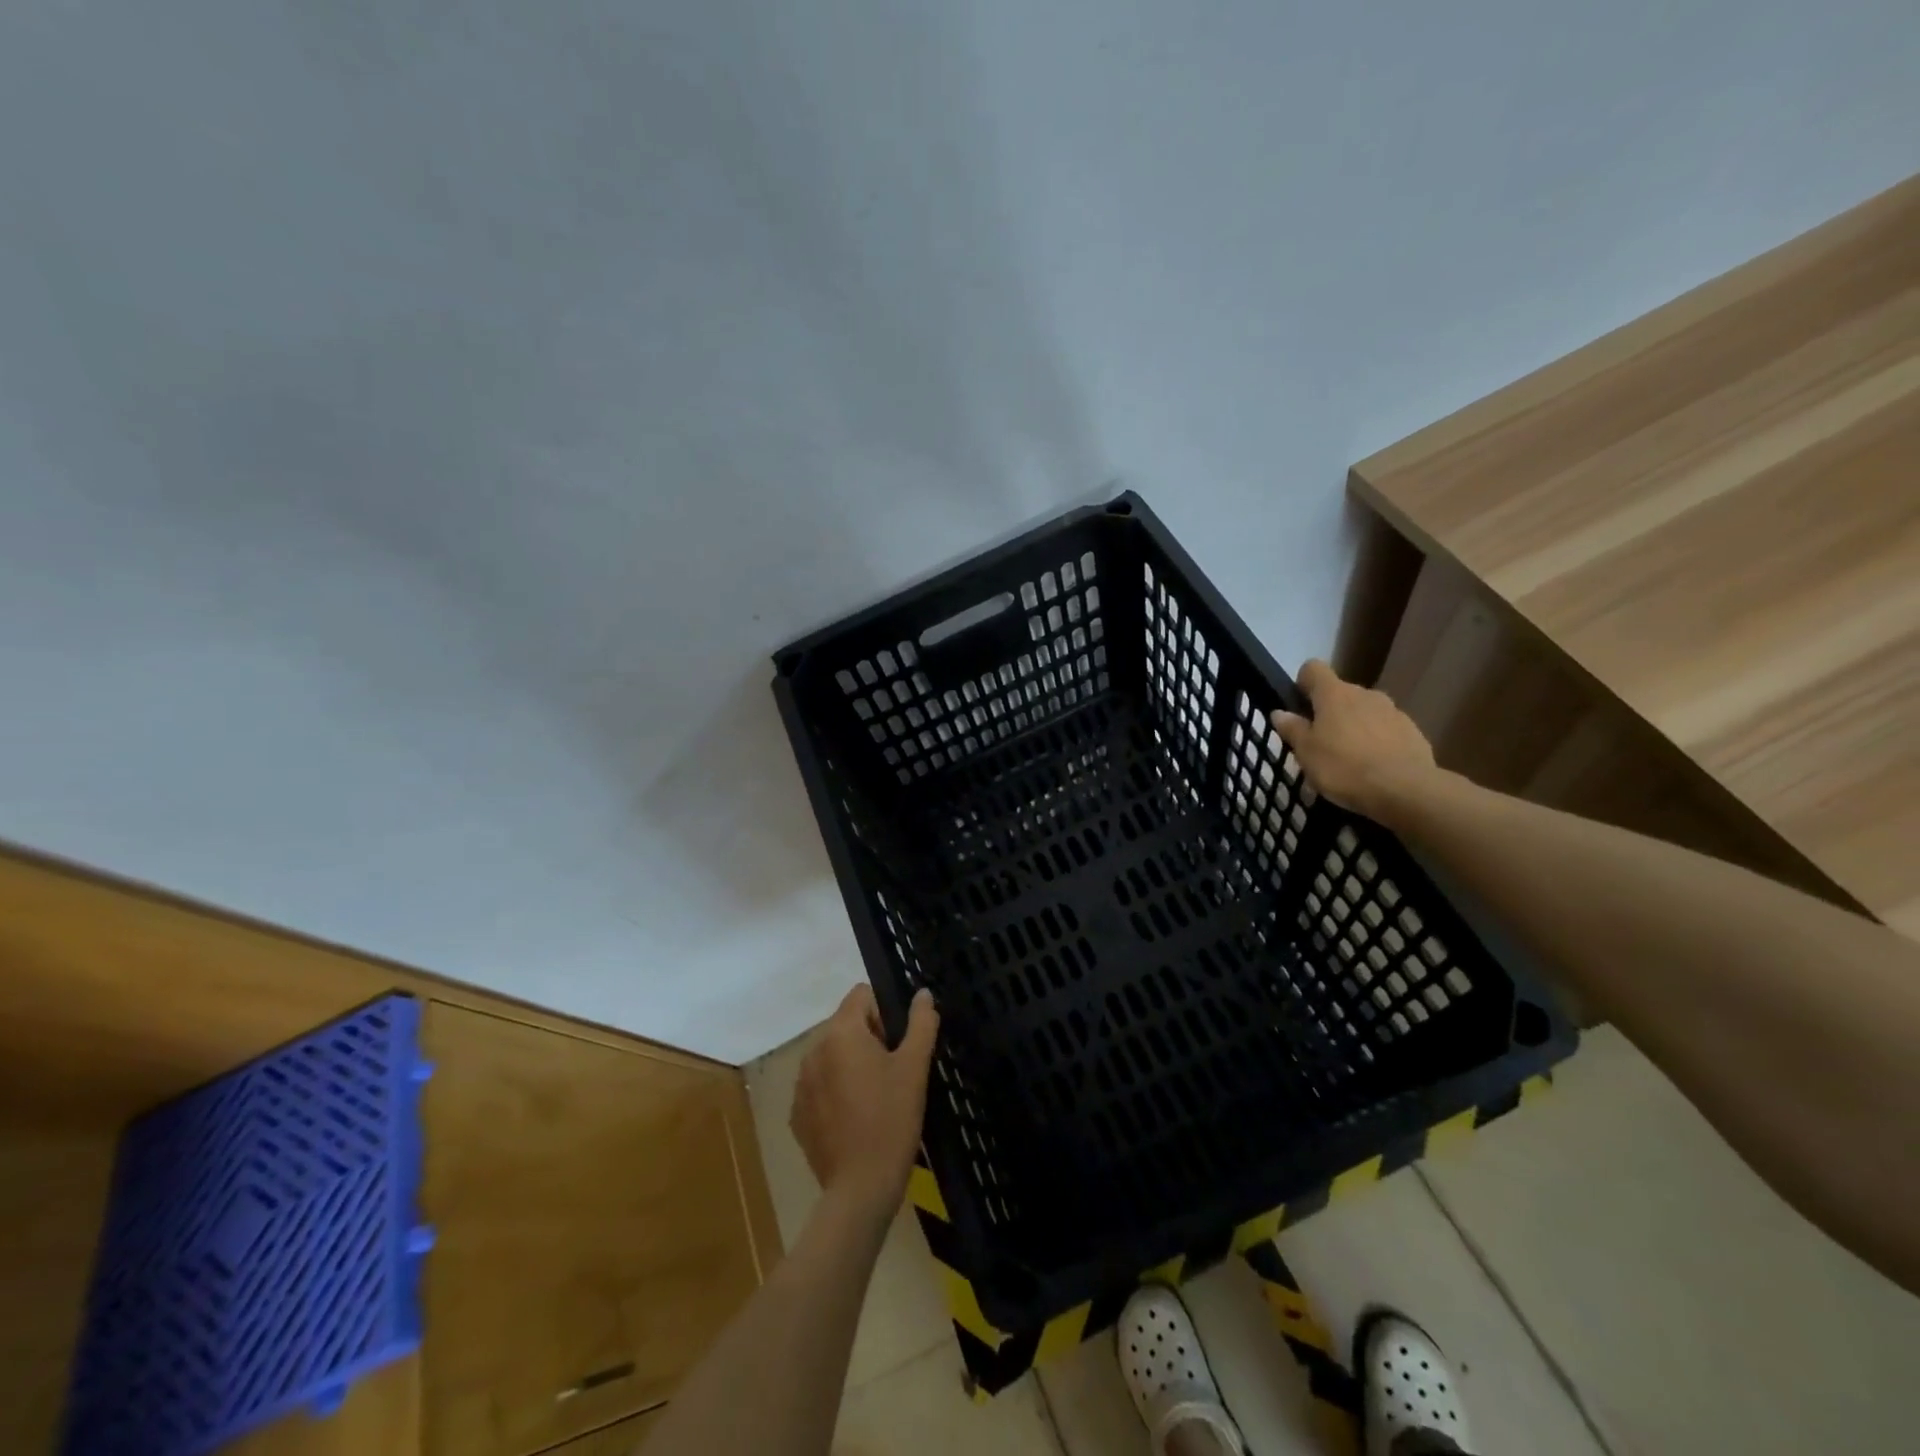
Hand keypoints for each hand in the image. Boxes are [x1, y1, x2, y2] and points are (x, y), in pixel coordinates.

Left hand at [792, 984, 939, 1217]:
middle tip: (893, 1073)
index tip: (899, 1043)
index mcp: (841, 1032)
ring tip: (875, 1098)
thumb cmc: (892, 1119)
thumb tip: (922, 993)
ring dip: (851, 1064)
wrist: (861, 1188)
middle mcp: (813, 1049)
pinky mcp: (796, 1113)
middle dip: (870, 1039)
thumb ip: (921, 1023)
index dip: (885, 1011)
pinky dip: (836, 1091)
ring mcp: (800, 1083)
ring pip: (832, 1055)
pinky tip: (855, 1119)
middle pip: (846, 1024)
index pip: (861, 995)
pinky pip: (820, 1085)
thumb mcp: (914, 1067)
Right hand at [1271, 659, 1436, 821]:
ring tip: (1349, 758)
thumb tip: (1280, 712)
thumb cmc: (1344, 767)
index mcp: (1334, 694)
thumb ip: (1293, 729)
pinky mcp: (1413, 731)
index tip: (1299, 705)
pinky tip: (1373, 767)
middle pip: (1341, 693)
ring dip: (1355, 726)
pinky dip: (1377, 741)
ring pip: (1365, 711)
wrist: (1405, 790)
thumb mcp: (1306, 753)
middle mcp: (1365, 694)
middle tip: (1320, 742)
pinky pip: (1386, 729)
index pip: (1313, 669)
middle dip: (1330, 711)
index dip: (1303, 682)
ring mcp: (1392, 711)